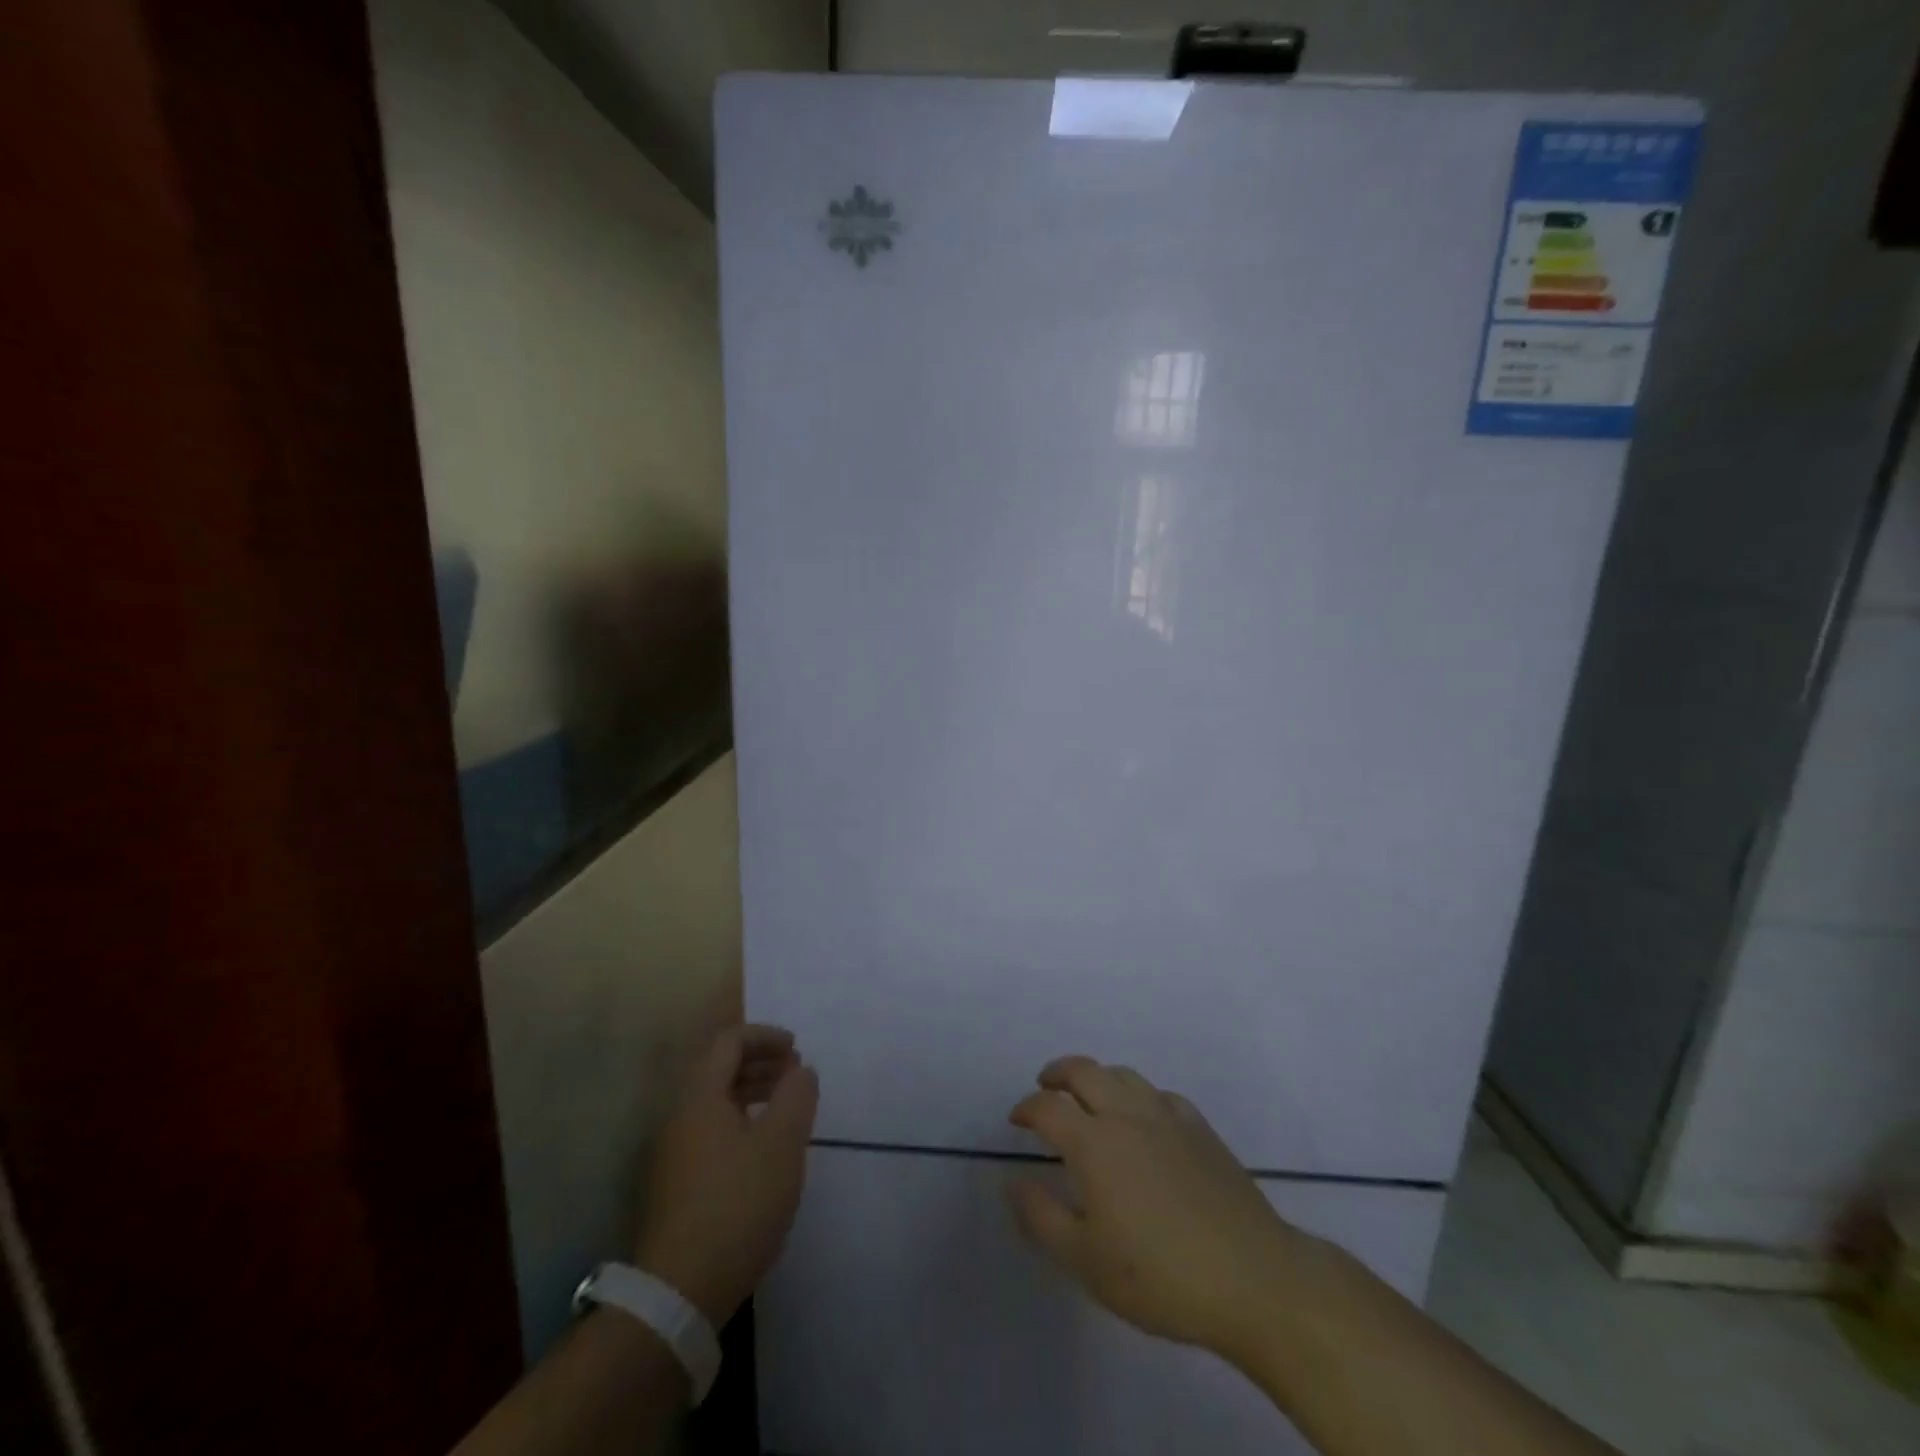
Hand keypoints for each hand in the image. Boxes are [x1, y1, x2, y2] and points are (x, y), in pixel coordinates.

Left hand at [633, 1024, 817, 1327]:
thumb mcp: (781, 1145)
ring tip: (786, 1109)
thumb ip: (796, 1097)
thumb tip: (800, 1070)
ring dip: (751, 1093)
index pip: (728, 1041)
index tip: (797, 1050)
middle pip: (718, 1069)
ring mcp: (673, 1153)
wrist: (679, 1293)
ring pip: (715, 1102)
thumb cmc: (737, 1205)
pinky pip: (711, 1131)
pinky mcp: (676, 1185)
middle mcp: (679, 1116)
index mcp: (700, 1097)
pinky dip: (741, 1122)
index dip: (765, 1036)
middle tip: (796, 1075)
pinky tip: (763, 1151)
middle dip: (760, 1062)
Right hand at [1006, 1056, 1310, 1357]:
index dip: (1027, 1108)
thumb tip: (1012, 1181)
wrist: (1252, 1278)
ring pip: (1124, 1075)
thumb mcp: (1085, 1260)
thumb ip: (1041, 1217)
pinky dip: (1139, 1096)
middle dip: (1058, 1073)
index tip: (1017, 1120)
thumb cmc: (1160, 1275)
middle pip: (1085, 1071)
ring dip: (1098, 1077)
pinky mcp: (1201, 1129)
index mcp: (1094, 1143)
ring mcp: (1168, 1117)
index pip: (1048, 1108)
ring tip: (1089, 1095)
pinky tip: (1144, 1118)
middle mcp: (1127, 1115)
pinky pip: (1160, 1095)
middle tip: (1045, 1085)